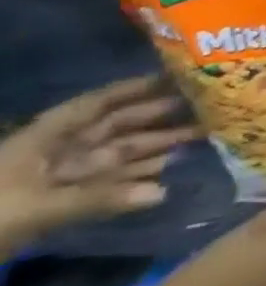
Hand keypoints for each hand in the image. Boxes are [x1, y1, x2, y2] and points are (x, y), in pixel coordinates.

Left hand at [0, 75, 198, 255]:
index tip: (175, 76)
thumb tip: (163, 192)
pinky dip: (142, 175)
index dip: (131, 89)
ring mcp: (61, 178)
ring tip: (206, 134)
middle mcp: (57, 153)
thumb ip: (98, 199)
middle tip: (209, 104)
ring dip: (159, 145)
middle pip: (114, 127)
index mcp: (42, 141)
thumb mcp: (35, 209)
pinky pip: (112, 181)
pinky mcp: (66, 201)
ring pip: (120, 154)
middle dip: (158, 116)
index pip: (92, 106)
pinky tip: (174, 170)